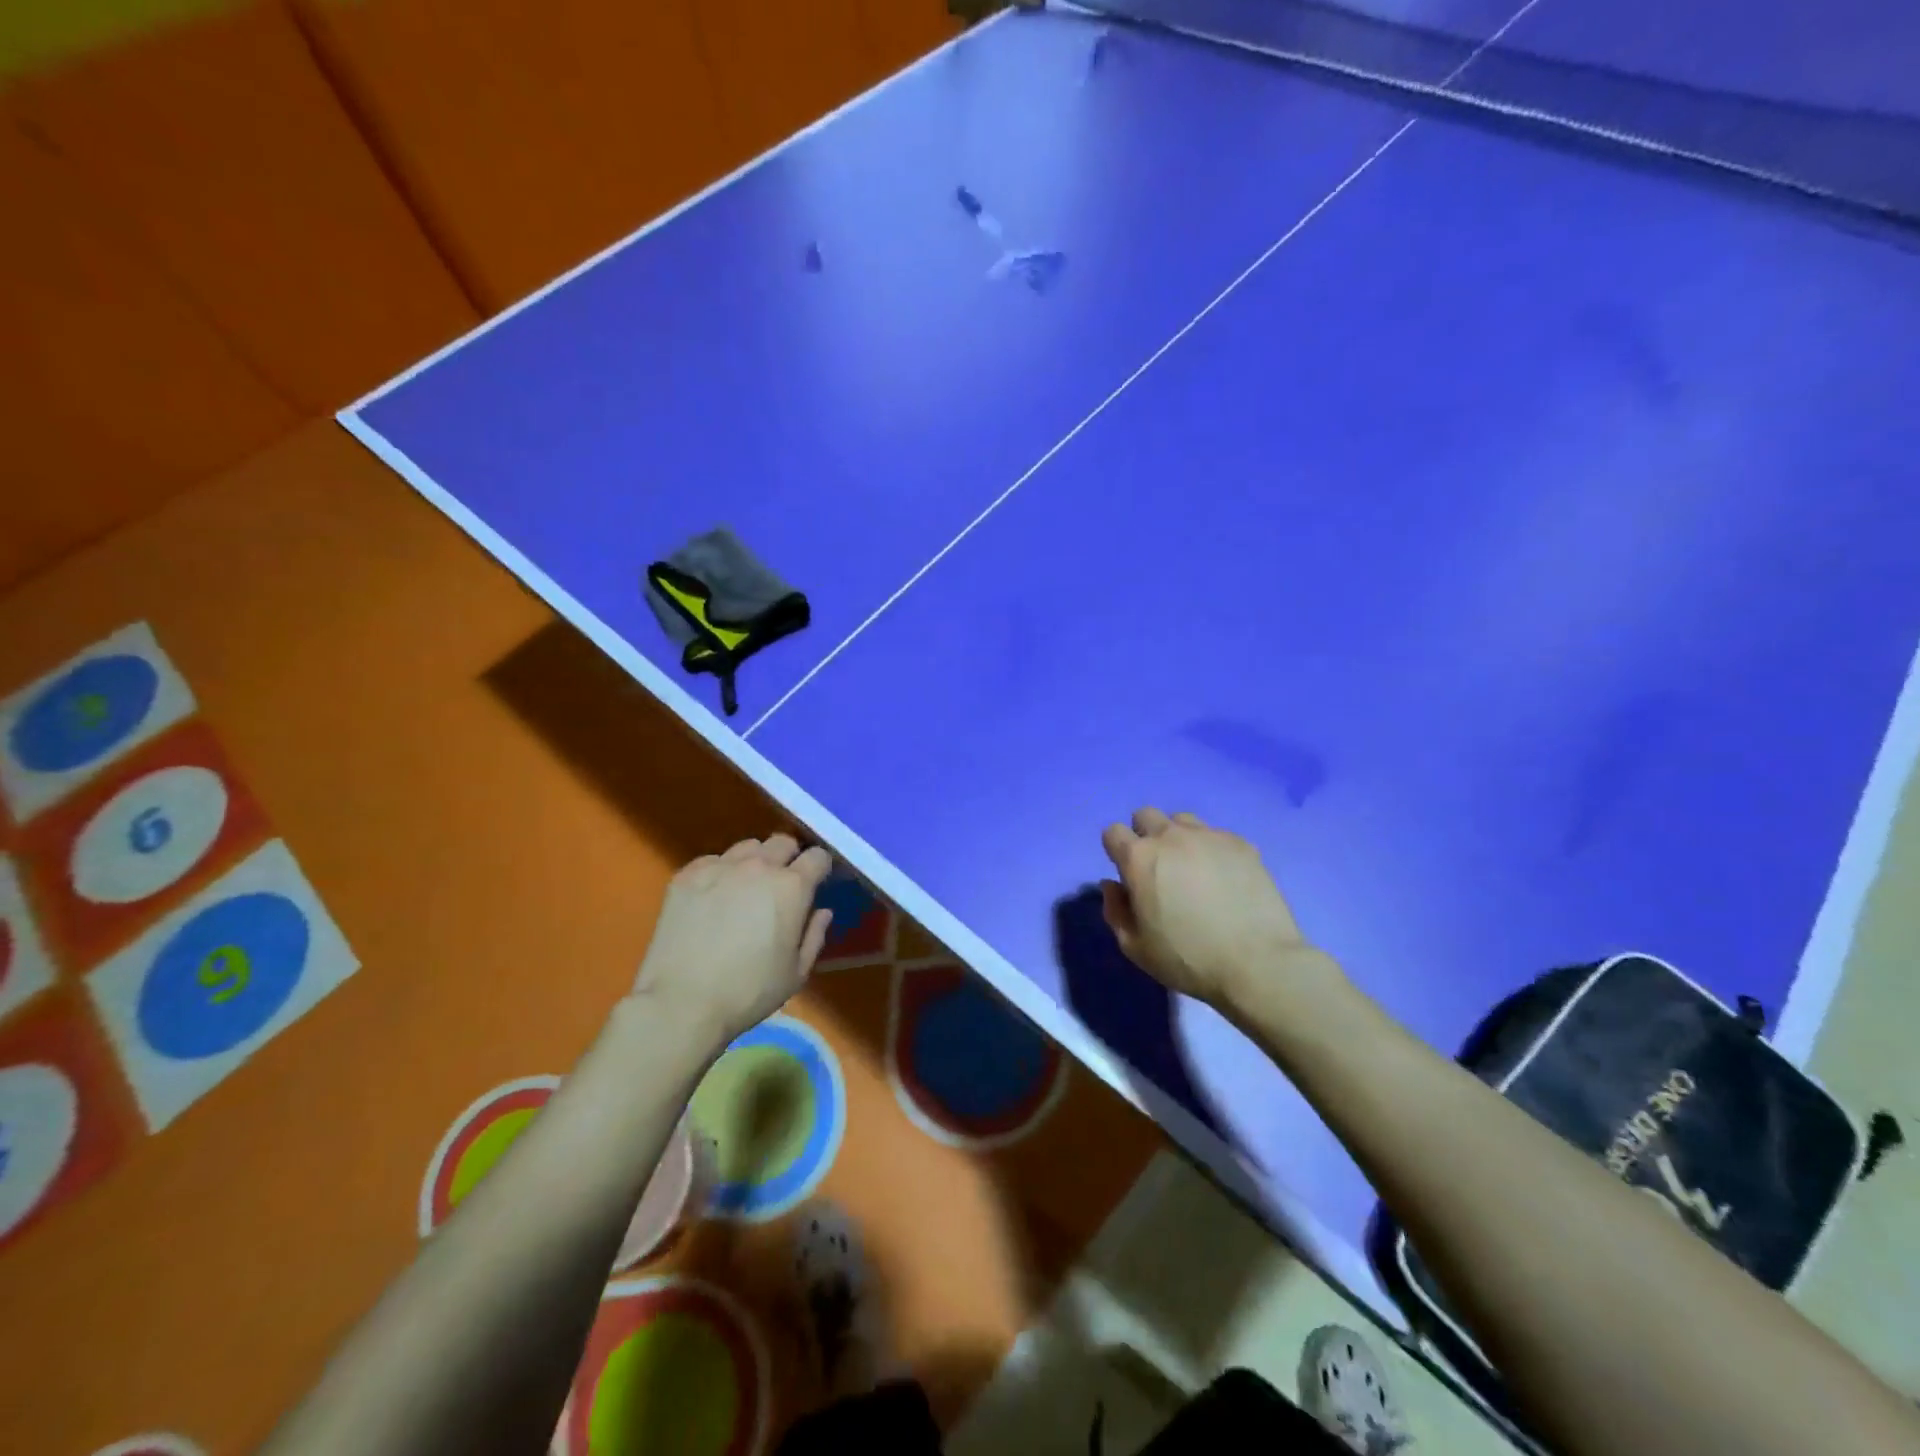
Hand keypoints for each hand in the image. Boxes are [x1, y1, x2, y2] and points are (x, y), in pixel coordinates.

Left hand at [634, 834, 833, 1044]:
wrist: (682, 1002)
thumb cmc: (749, 992)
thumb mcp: (796, 973)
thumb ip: (814, 936)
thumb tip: (822, 911)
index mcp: (792, 887)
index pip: (817, 857)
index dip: (820, 868)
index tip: (815, 883)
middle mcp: (759, 866)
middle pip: (782, 842)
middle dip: (789, 858)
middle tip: (782, 884)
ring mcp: (720, 867)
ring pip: (748, 847)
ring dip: (755, 861)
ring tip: (746, 886)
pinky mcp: (687, 875)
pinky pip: (713, 860)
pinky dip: (720, 871)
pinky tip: (714, 897)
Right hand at [1099, 808, 1339, 1010]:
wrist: (1257, 963)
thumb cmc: (1187, 958)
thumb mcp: (1135, 947)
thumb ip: (1115, 910)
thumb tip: (1112, 885)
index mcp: (1139, 858)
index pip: (1113, 832)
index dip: (1116, 851)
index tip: (1127, 874)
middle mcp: (1171, 836)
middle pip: (1146, 815)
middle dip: (1144, 834)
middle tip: (1157, 868)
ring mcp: (1209, 836)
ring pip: (1182, 820)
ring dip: (1178, 837)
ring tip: (1191, 868)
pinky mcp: (1241, 844)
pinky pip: (1216, 835)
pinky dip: (1211, 850)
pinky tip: (1223, 878)